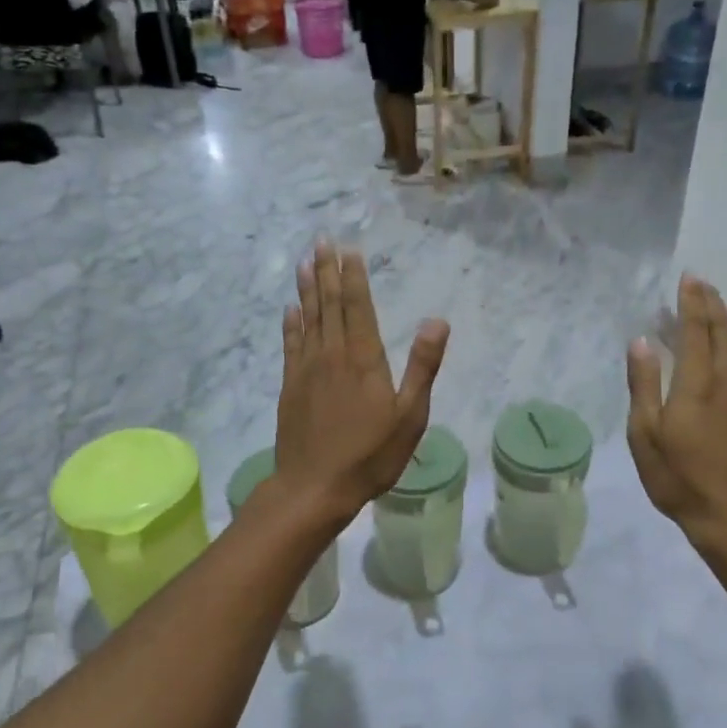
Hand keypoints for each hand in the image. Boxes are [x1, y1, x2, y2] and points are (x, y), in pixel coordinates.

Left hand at [277, 243, 449, 525]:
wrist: (314, 487)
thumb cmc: (370, 455)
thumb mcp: (410, 416)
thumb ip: (422, 367)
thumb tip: (436, 321)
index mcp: (364, 359)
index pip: (358, 306)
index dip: (353, 277)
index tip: (349, 249)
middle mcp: (332, 354)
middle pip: (329, 304)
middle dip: (327, 271)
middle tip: (322, 240)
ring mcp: (306, 369)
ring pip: (307, 318)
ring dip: (307, 289)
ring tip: (305, 262)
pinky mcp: (290, 386)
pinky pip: (290, 345)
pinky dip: (290, 323)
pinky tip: (290, 309)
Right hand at [626, 274, 726, 553]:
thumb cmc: (680, 479)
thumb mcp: (646, 435)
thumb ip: (644, 385)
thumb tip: (641, 342)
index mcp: (697, 385)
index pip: (696, 331)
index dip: (692, 303)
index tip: (689, 279)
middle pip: (723, 335)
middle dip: (712, 306)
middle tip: (702, 284)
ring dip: (722, 329)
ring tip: (709, 314)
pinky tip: (720, 364)